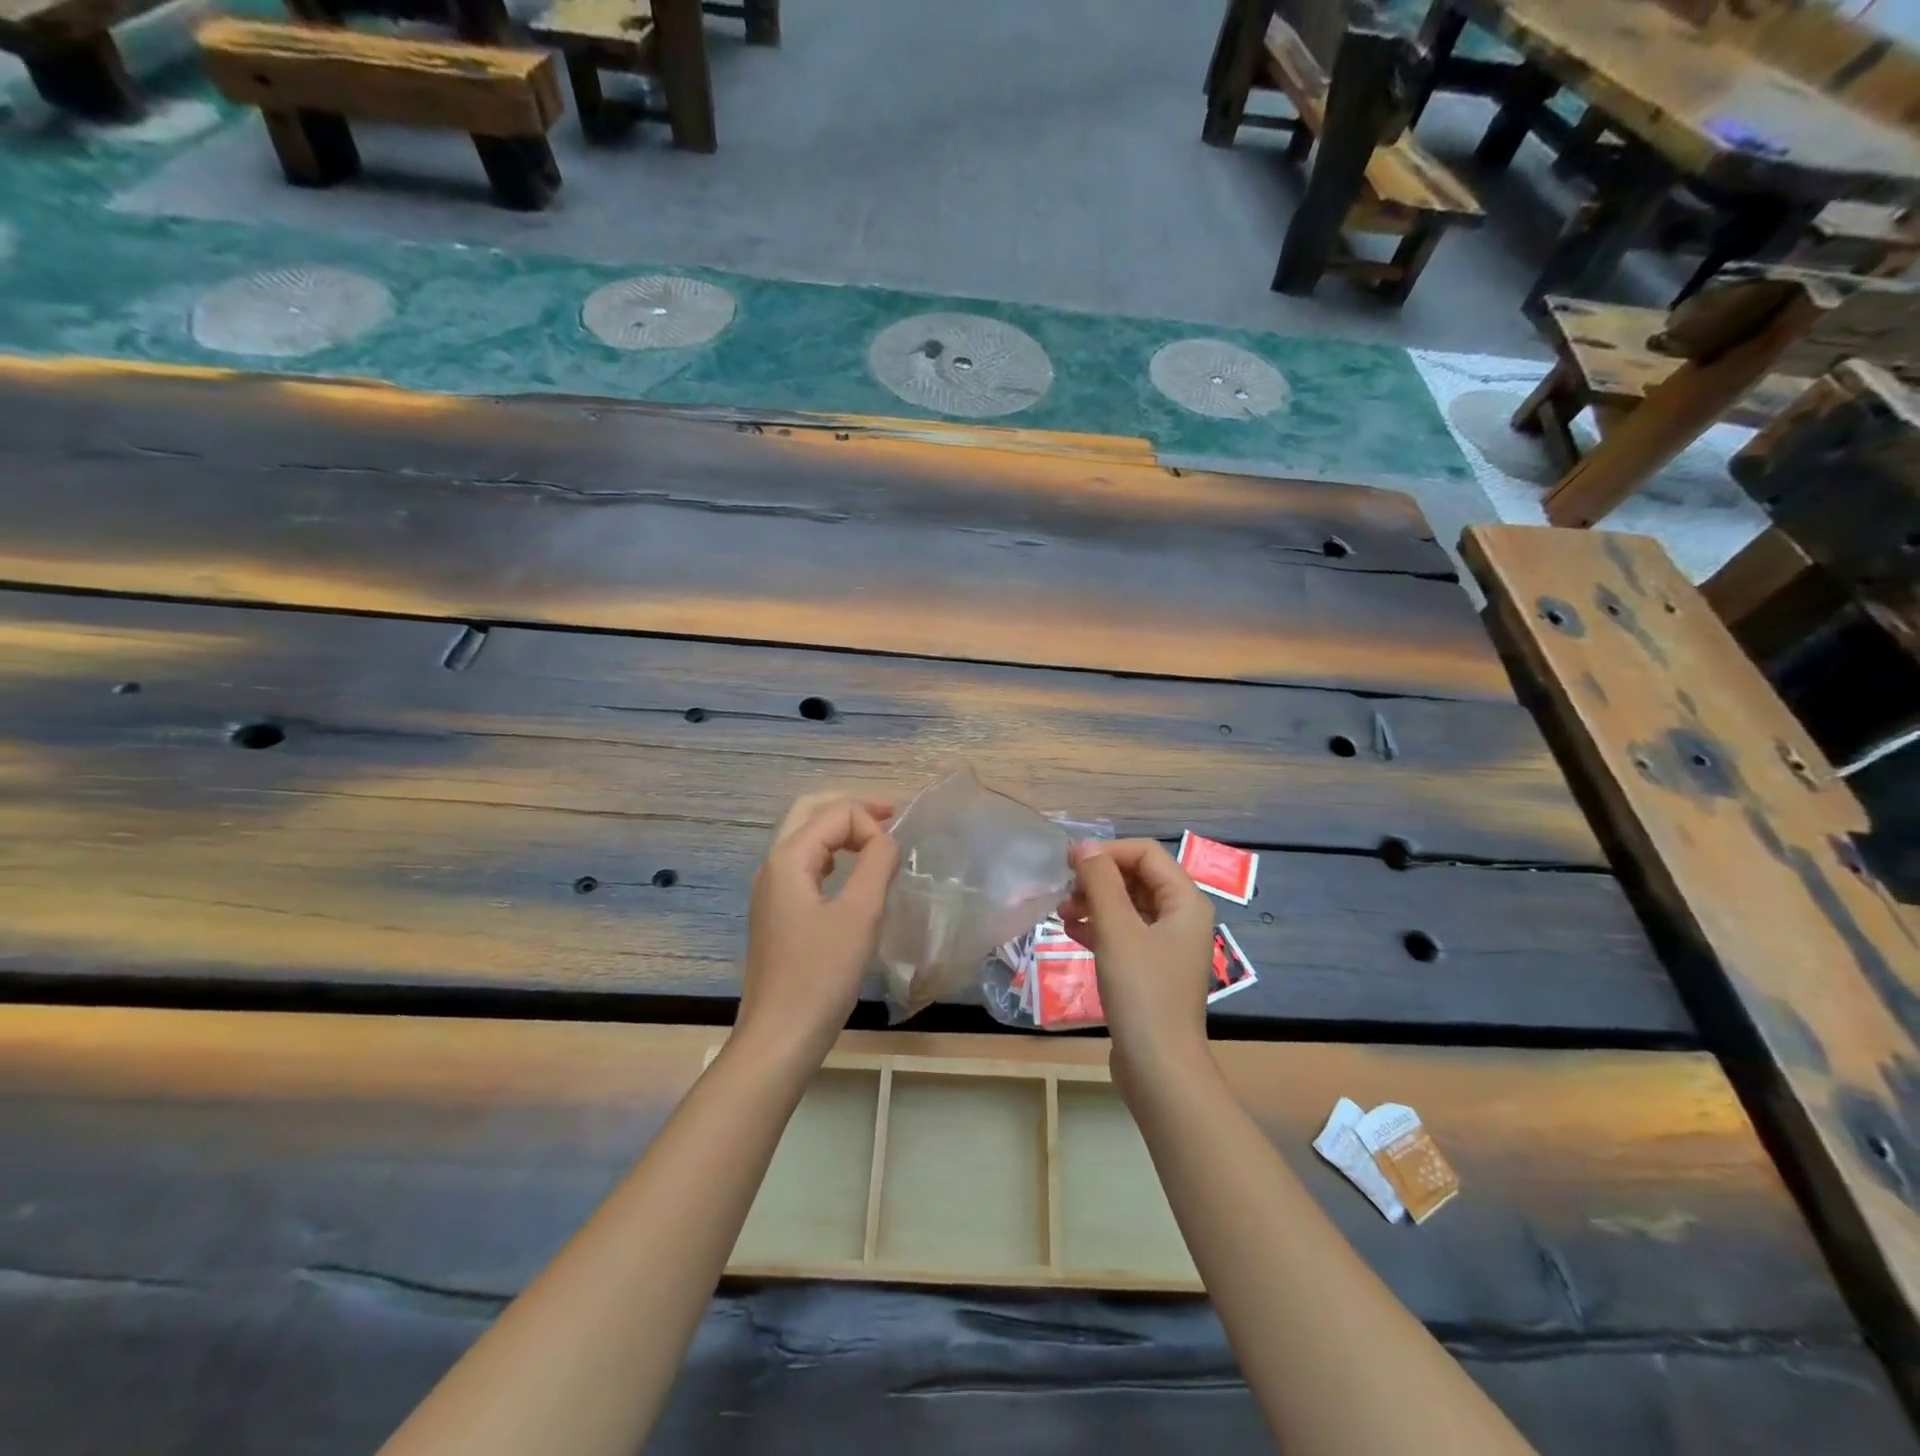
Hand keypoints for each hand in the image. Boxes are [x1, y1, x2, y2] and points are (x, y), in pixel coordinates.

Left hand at [737, 794, 899, 1070]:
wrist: (780, 1036)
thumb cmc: (821, 975)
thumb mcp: (860, 915)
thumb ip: (877, 864)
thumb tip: (888, 839)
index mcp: (788, 858)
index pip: (835, 813)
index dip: (871, 825)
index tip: (894, 858)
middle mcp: (773, 865)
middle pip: (811, 812)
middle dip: (851, 808)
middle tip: (891, 814)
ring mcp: (771, 889)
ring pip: (806, 837)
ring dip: (841, 829)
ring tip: (878, 838)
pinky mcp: (778, 912)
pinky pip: (805, 864)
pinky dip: (832, 855)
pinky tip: (853, 873)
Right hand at [1058, 839, 1214, 1086]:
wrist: (1159, 1068)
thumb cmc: (1142, 992)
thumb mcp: (1117, 930)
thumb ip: (1100, 882)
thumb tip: (1084, 846)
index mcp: (1185, 902)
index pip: (1146, 854)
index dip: (1107, 852)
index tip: (1069, 863)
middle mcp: (1182, 918)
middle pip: (1137, 878)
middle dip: (1098, 879)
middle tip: (1063, 891)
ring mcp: (1167, 946)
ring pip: (1128, 906)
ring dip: (1094, 902)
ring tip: (1060, 913)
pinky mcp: (1151, 970)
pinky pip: (1124, 933)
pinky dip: (1099, 927)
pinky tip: (1071, 932)